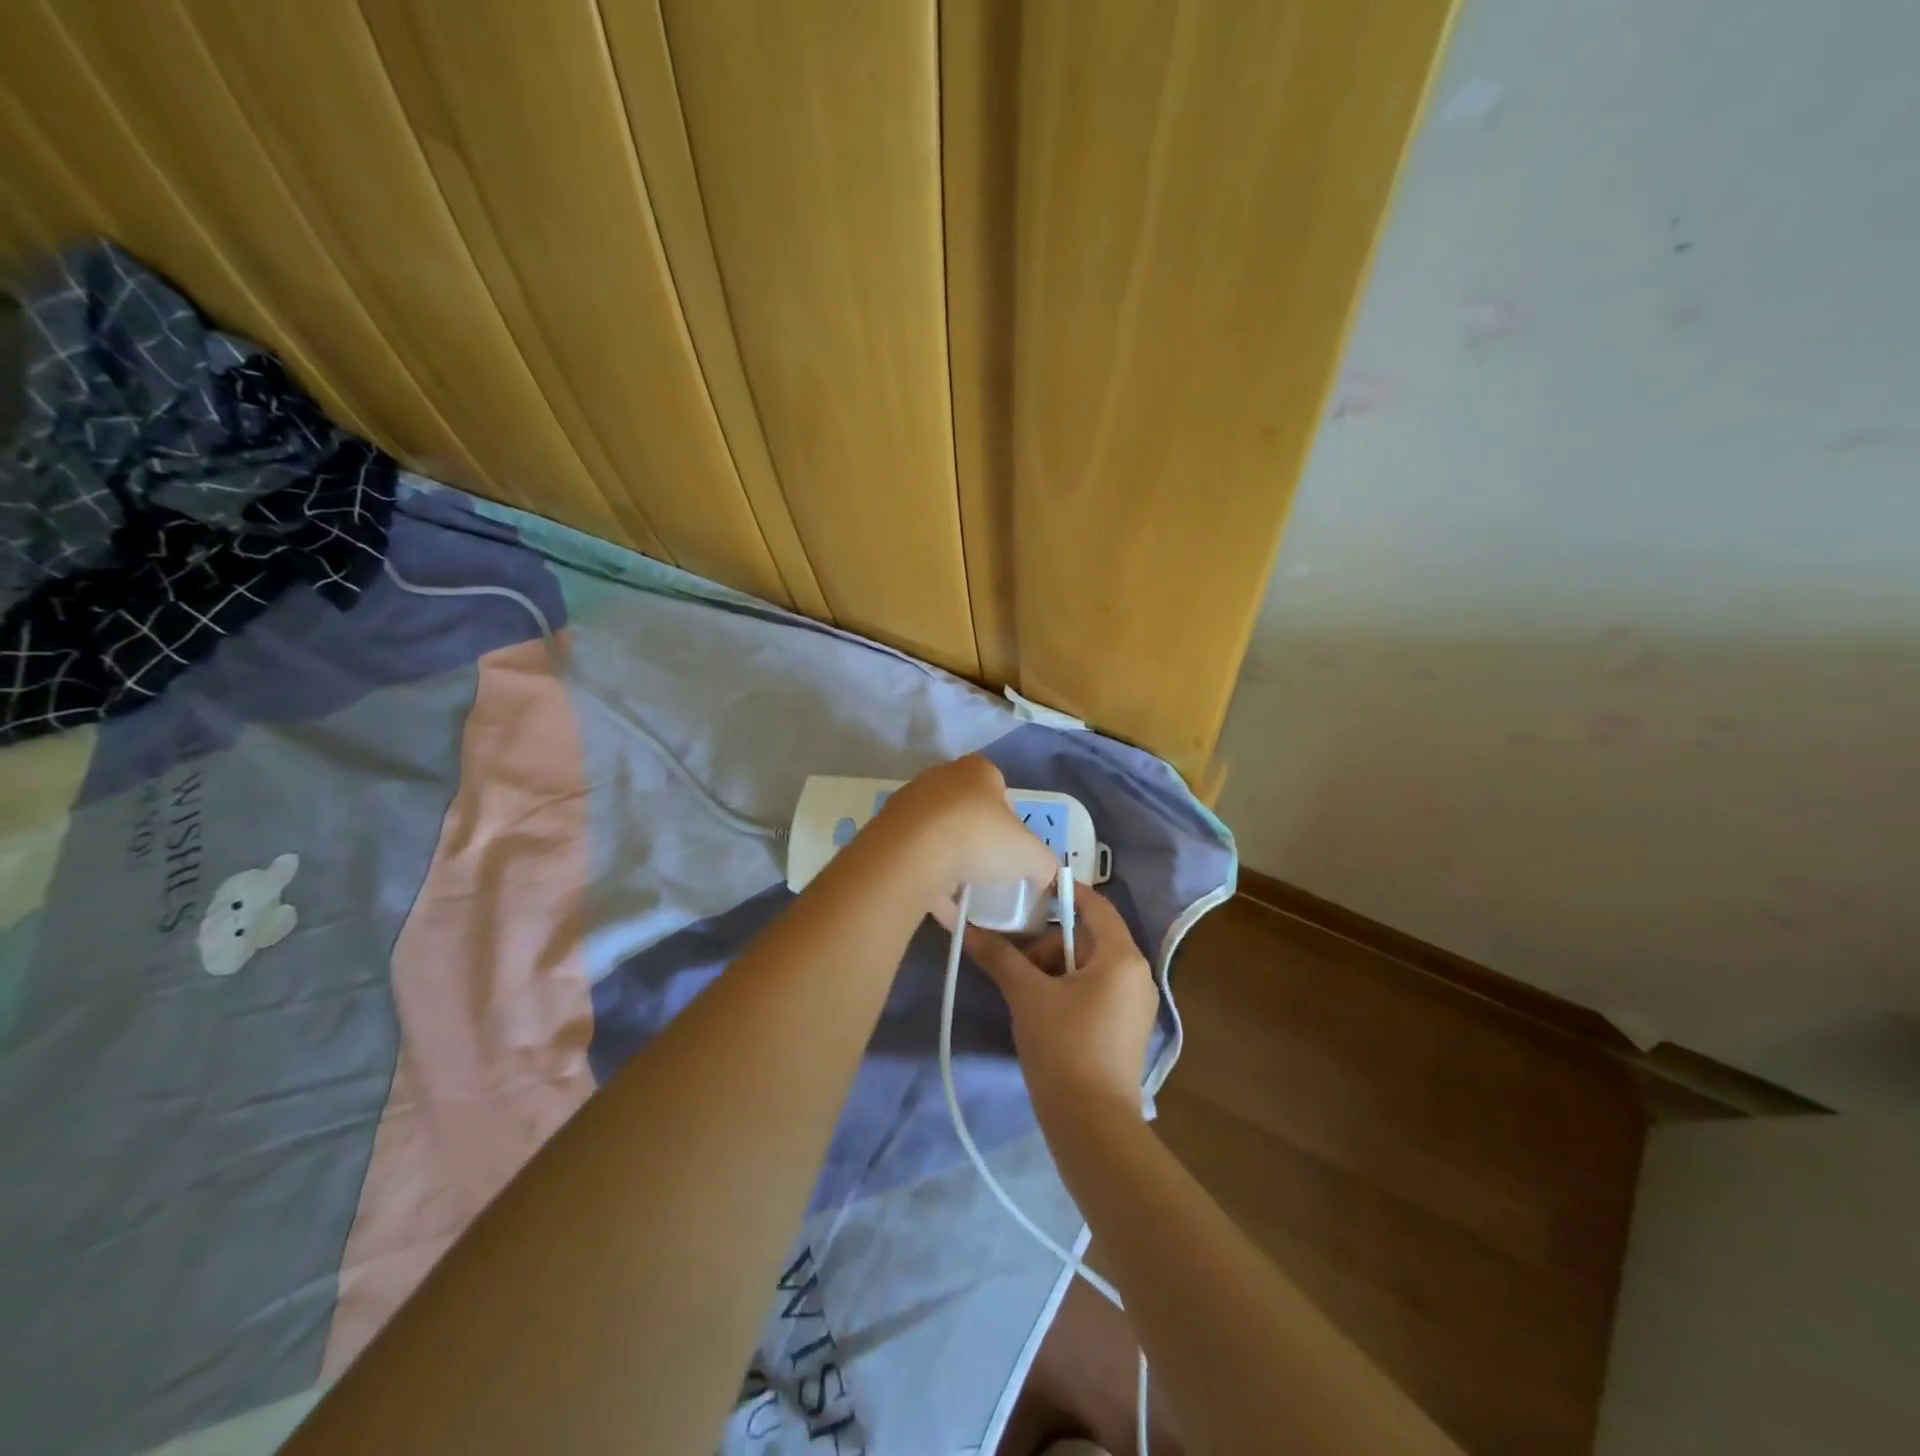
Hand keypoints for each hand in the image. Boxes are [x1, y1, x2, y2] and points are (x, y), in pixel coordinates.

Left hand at [872, 755, 1058, 903]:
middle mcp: (941, 777)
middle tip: (988, 869)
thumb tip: (1045, 877)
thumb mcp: (1031, 855)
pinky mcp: (885, 829)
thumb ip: (1045, 865)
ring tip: (963, 891)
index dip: (1009, 820)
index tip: (1011, 849)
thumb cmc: (980, 839)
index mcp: (978, 771)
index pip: (1000, 789)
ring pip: (937, 833)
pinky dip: (927, 879)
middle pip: (966, 810)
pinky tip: (940, 906)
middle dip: (977, 839)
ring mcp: (909, 802)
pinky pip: (914, 857)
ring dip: (949, 860)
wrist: (912, 853)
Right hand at [948, 883, 1158, 1128]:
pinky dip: (1068, 991)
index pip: (1095, 905)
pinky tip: (1042, 1014)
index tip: (1029, 891)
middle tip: (1016, 965)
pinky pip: (1095, 992)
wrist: (1092, 1126)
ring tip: (1024, 996)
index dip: (1063, 892)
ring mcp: (1135, 1005)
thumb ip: (999, 956)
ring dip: (1053, 971)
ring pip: (1088, 968)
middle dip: (1047, 946)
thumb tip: (965, 927)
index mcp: (1122, 957)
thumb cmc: (1064, 1047)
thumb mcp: (1026, 995)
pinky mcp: (1126, 1030)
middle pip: (1087, 939)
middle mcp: (1137, 975)